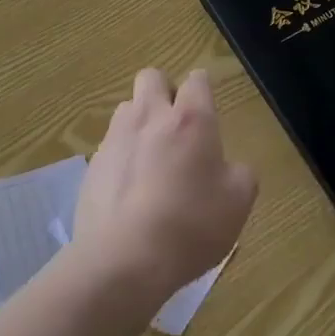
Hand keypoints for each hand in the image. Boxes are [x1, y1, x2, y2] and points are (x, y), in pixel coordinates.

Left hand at [73, 68, 257, 304]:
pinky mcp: (94, 163)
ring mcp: (117, 137)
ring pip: (128, 107)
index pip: (197, 79)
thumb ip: (240, 175)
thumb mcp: (238, 204)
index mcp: (190, 119)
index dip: (202, 89)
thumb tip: (230, 167)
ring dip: (140, 121)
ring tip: (151, 158)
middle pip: (152, 77)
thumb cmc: (190, 226)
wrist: (123, 259)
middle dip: (165, 91)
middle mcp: (151, 116)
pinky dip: (122, 156)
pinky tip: (130, 189)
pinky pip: (111, 144)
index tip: (207, 108)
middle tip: (177, 125)